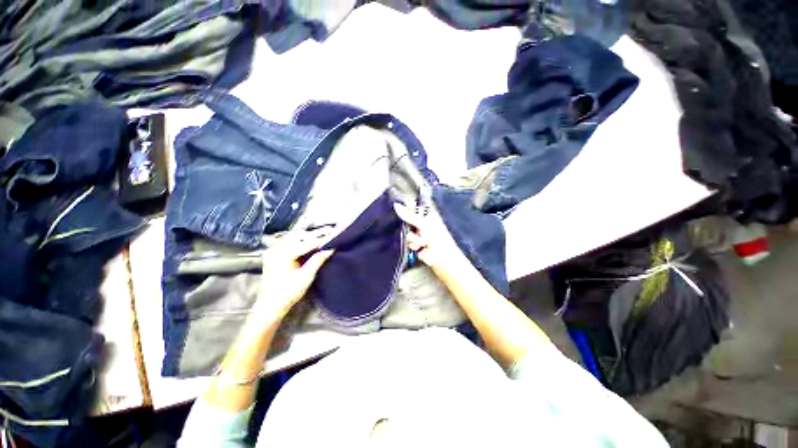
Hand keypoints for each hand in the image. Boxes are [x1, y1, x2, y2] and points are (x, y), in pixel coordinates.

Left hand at [255, 229, 333, 320]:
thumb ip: (317, 260)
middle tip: (329, 236)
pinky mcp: (273, 255)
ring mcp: (273, 251)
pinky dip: (300, 242)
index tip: (334, 239)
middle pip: (298, 236)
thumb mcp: (306, 276)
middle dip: (314, 236)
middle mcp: (276, 249)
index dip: (321, 241)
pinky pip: (288, 243)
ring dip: (307, 238)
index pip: (306, 243)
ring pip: (293, 238)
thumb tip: (330, 249)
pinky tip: (309, 245)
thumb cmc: (288, 293)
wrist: (270, 306)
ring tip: (321, 240)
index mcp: (283, 254)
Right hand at [393, 202, 467, 275]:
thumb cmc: (438, 237)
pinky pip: (407, 241)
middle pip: (406, 219)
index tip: (401, 209)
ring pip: (406, 232)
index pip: (413, 206)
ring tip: (423, 242)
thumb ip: (408, 215)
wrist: (441, 257)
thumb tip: (396, 205)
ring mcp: (417, 233)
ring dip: (414, 238)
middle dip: (409, 226)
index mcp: (426, 214)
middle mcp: (421, 222)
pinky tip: (420, 247)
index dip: (406, 207)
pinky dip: (413, 244)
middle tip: (416, 229)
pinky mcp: (413, 243)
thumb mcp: (423, 223)